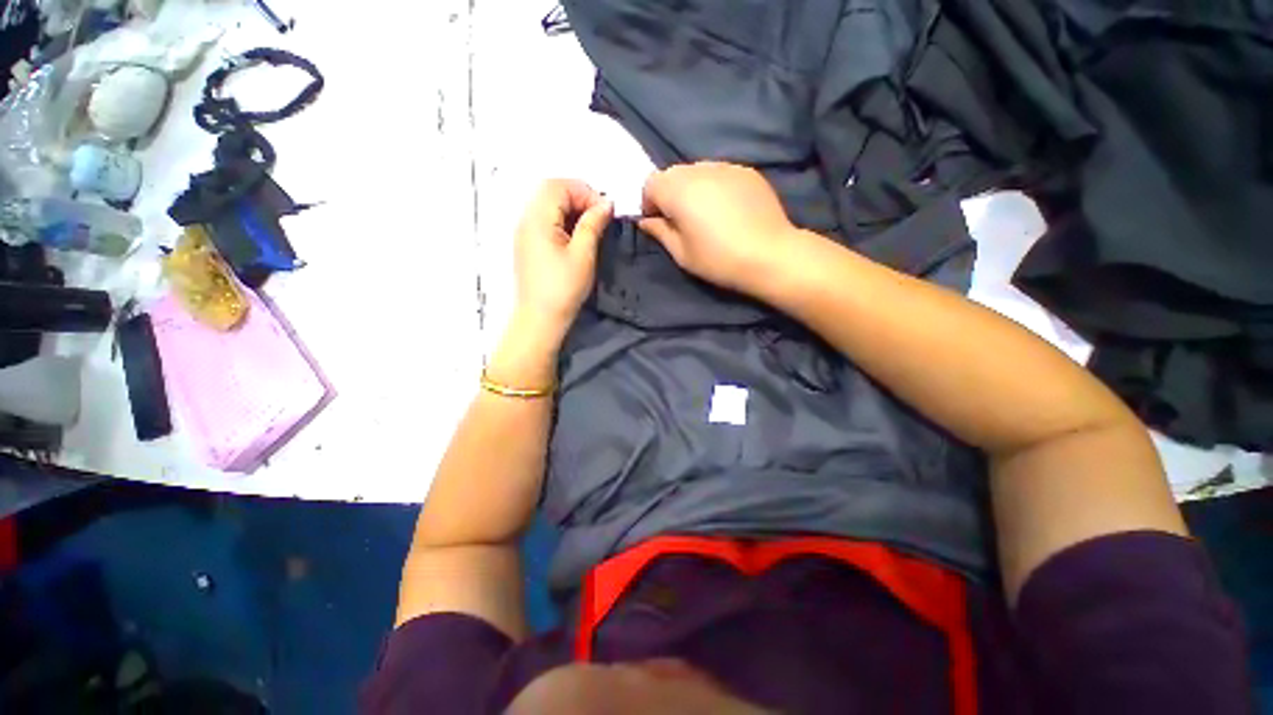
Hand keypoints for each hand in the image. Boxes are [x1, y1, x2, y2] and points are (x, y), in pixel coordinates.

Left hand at [514, 179, 612, 339]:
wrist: (540, 319)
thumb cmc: (563, 288)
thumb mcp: (583, 254)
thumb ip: (593, 224)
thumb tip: (605, 203)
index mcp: (537, 219)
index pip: (559, 186)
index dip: (585, 192)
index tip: (605, 212)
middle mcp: (526, 220)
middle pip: (551, 191)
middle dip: (578, 197)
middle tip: (599, 217)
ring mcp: (524, 233)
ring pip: (548, 205)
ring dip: (572, 209)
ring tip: (591, 227)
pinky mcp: (528, 245)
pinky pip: (545, 221)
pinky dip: (563, 221)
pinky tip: (576, 237)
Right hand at [639, 162, 802, 293]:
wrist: (769, 255)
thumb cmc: (718, 259)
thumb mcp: (681, 253)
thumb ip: (659, 232)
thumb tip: (645, 221)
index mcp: (678, 190)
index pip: (650, 183)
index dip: (650, 203)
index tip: (659, 224)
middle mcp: (699, 169)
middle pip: (673, 174)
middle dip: (670, 194)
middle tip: (682, 221)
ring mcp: (726, 167)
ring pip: (697, 171)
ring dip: (693, 189)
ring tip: (706, 215)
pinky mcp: (747, 171)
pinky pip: (720, 173)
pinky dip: (715, 186)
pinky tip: (728, 210)